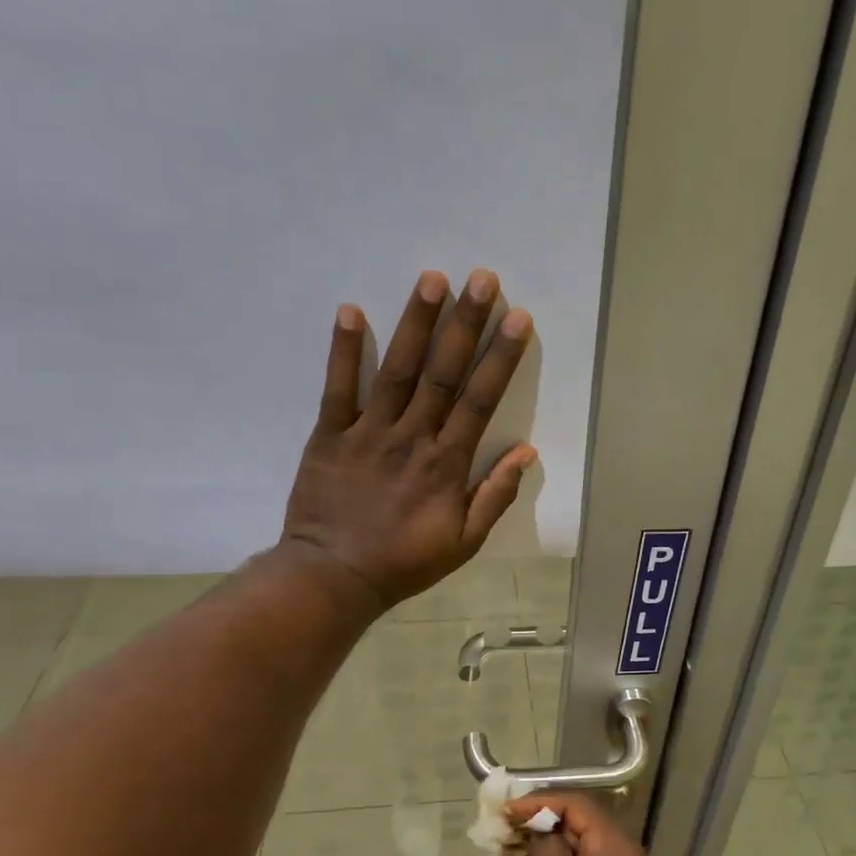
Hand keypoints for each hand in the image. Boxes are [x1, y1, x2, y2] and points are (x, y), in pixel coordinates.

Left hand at [281, 269, 536, 609]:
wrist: (335, 577)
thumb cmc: (405, 562)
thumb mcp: (464, 542)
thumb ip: (495, 496)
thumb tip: (526, 452)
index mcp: (447, 464)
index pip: (480, 401)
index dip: (500, 358)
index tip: (517, 319)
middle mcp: (412, 438)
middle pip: (443, 373)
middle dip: (465, 324)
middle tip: (482, 278)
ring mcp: (368, 433)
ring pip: (397, 371)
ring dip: (416, 323)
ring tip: (432, 279)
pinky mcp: (329, 435)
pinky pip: (337, 388)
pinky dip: (344, 350)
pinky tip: (351, 310)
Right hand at [514, 793, 676, 855]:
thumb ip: (547, 853)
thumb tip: (540, 829)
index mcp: (617, 848)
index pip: (577, 804)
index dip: (539, 801)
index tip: (505, 810)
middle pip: (581, 822)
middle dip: (541, 820)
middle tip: (502, 828)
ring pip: (582, 846)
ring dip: (548, 843)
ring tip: (509, 846)